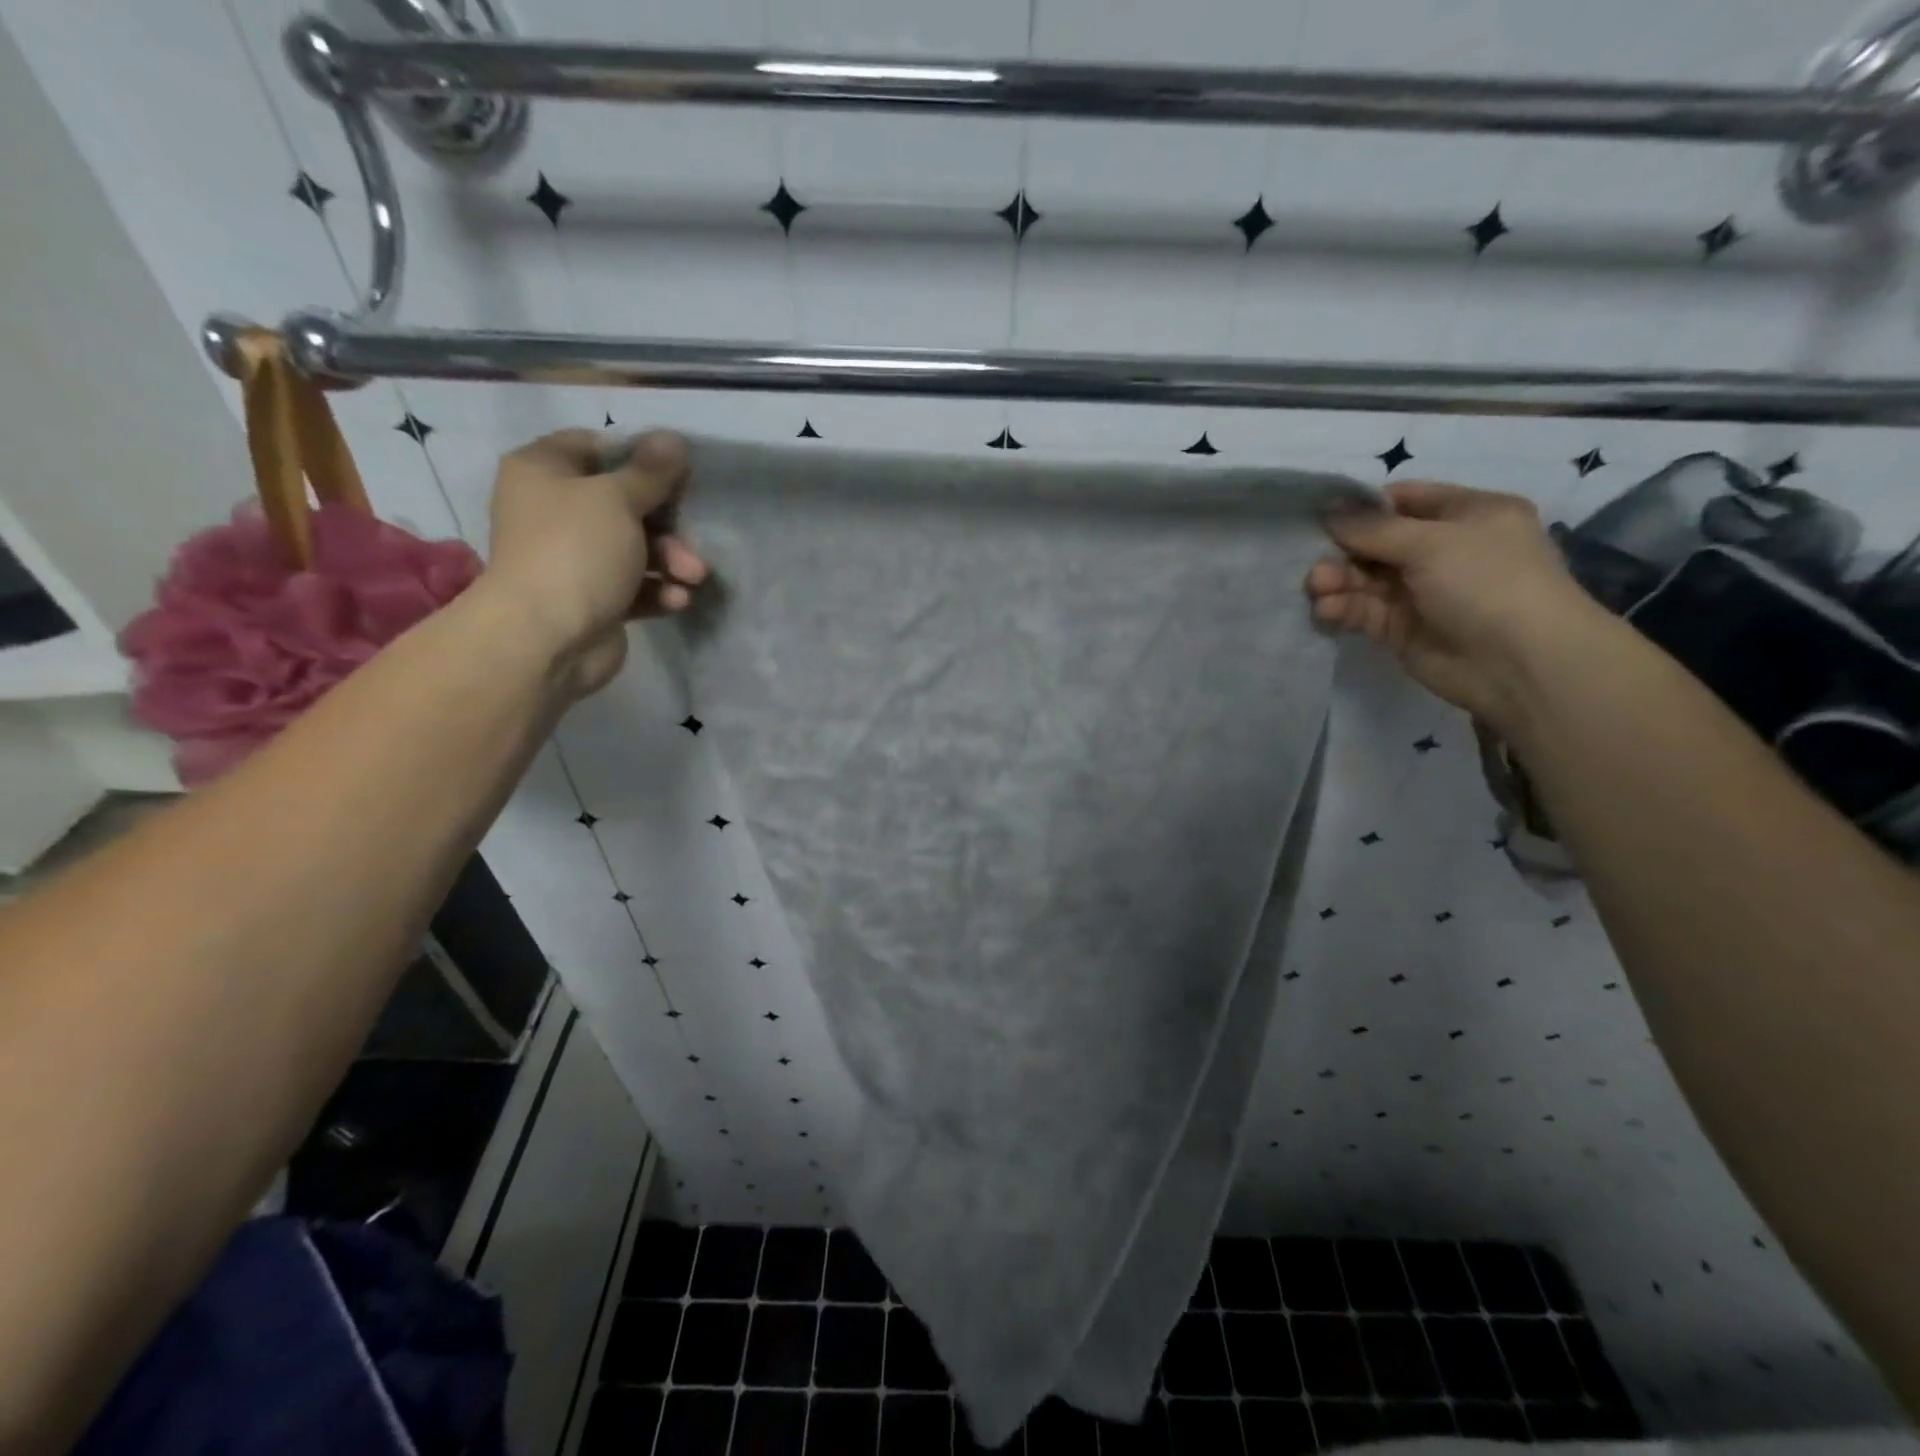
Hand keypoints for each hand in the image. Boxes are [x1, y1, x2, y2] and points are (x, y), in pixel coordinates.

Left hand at [479, 429, 707, 698]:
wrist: (547, 638)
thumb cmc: (576, 551)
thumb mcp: (617, 499)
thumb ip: (650, 472)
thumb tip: (673, 439)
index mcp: (544, 471)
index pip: (595, 447)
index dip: (638, 456)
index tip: (676, 471)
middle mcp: (554, 511)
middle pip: (624, 502)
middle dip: (667, 522)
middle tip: (693, 533)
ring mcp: (574, 558)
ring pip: (636, 548)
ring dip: (672, 560)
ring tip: (694, 576)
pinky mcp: (595, 599)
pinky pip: (636, 586)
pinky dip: (659, 591)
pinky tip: (677, 600)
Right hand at [1305, 480, 1606, 732]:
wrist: (1519, 663)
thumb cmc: (1487, 582)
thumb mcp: (1433, 542)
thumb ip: (1374, 528)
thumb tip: (1327, 509)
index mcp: (1467, 516)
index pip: (1405, 501)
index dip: (1363, 507)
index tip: (1321, 514)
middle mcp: (1444, 550)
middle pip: (1377, 543)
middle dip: (1343, 550)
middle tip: (1313, 560)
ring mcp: (1422, 592)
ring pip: (1366, 579)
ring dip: (1338, 581)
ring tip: (1317, 587)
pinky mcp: (1402, 629)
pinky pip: (1364, 611)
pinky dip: (1343, 608)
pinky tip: (1326, 610)